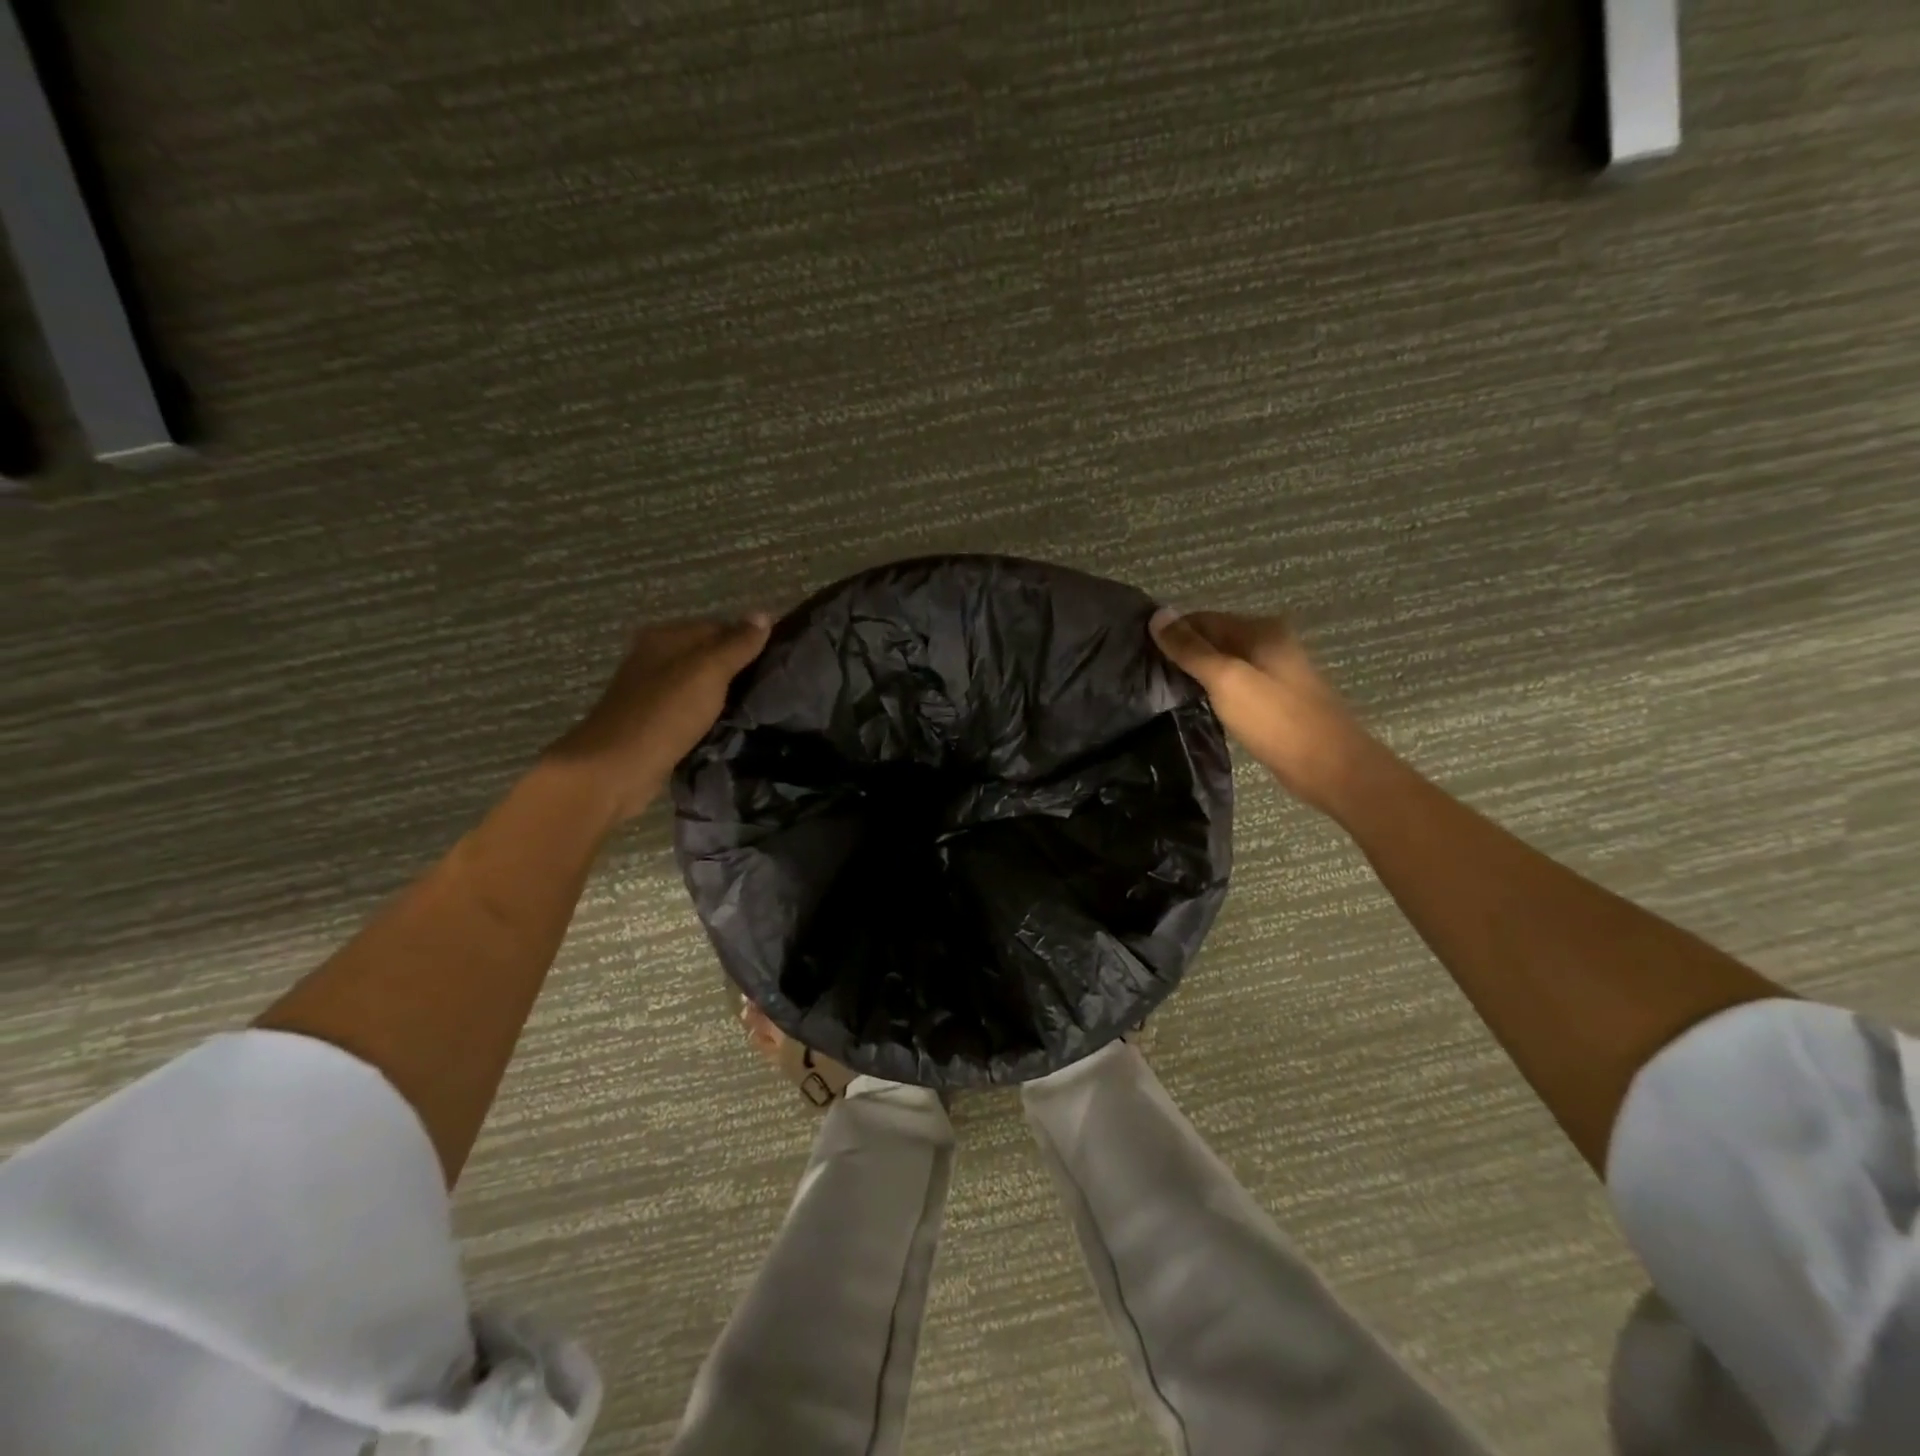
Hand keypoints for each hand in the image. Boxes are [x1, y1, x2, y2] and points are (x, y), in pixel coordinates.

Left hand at [546, 615, 772, 820]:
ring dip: (724, 696)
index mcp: (664, 638)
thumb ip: (737, 645)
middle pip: (707, 656)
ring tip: (756, 708)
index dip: (747, 642)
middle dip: (737, 670)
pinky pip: (690, 711)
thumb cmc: (664, 714)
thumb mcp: (708, 672)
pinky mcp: (653, 723)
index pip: (717, 627)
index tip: (776, 664)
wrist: (616, 770)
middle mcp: (654, 659)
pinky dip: (709, 717)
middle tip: (771, 688)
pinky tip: (728, 727)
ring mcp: (651, 693)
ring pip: (699, 685)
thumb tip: (763, 614)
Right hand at [1150, 608, 1374, 811]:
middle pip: (1215, 639)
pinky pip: (1236, 684)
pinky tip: (1196, 705)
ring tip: (1164, 691)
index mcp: (1261, 630)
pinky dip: (1214, 690)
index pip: (1204, 618)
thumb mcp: (1226, 680)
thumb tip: (1157, 615)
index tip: (1141, 654)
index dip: (1173, 632)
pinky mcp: (1276, 698)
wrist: (1330, 766)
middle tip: (1148, 675)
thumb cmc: (1275, 719)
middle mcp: (1271, 643)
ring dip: (1197, 673)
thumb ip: (1191, 649)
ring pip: (1225, 663)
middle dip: (1183, 653)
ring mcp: (1276, 672)